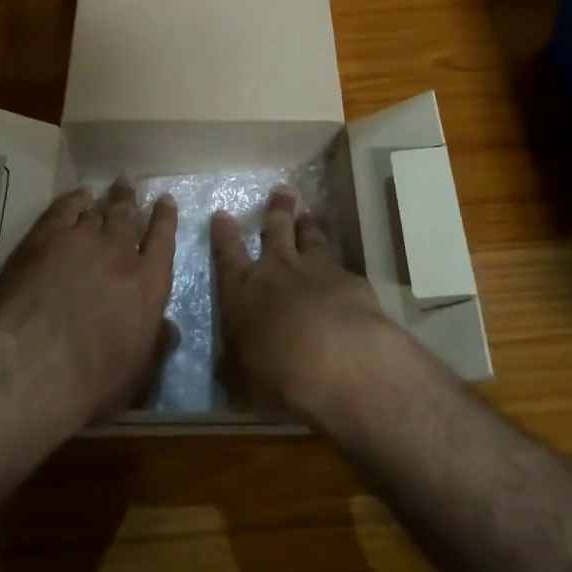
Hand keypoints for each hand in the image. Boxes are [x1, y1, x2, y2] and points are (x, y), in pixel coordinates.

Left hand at [0, 181, 176, 426]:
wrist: (34, 364)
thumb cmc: (91, 382)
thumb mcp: (137, 375)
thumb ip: (155, 345)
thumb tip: (170, 329)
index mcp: (149, 284)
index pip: (163, 240)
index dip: (165, 219)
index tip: (165, 201)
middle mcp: (120, 253)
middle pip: (128, 216)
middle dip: (130, 200)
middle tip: (129, 185)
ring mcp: (83, 240)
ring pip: (98, 211)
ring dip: (104, 200)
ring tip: (104, 190)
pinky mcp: (47, 236)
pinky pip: (65, 208)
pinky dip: (74, 199)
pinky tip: (77, 195)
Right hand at [211, 188, 393, 420]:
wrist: (338, 360)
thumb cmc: (277, 374)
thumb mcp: (243, 380)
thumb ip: (236, 367)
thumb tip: (227, 368)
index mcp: (242, 291)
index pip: (227, 255)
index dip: (223, 234)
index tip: (222, 214)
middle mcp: (277, 270)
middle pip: (275, 230)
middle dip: (276, 210)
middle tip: (282, 191)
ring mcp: (316, 269)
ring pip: (310, 237)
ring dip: (308, 225)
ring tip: (310, 213)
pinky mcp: (350, 279)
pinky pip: (340, 263)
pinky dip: (338, 263)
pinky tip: (343, 268)